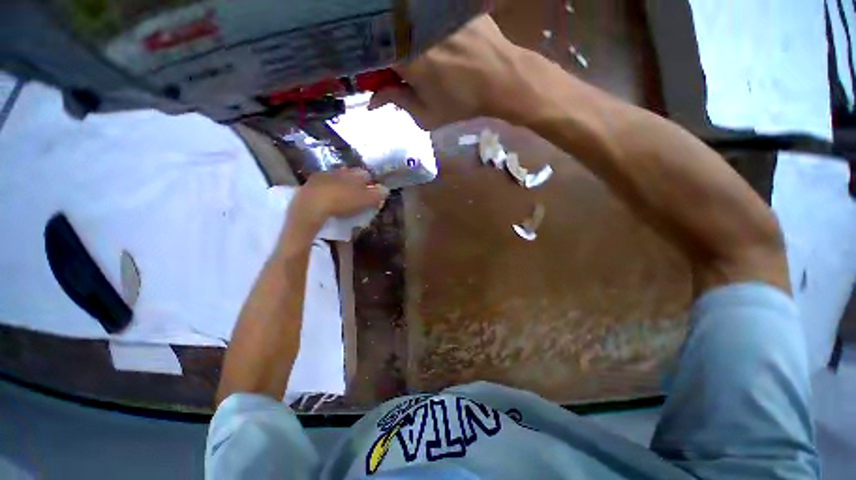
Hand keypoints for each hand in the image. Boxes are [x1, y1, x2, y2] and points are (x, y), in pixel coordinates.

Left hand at [286, 169, 387, 238]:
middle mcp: (342, 171)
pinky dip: (329, 186)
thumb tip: (386, 189)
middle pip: (352, 174)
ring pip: (338, 176)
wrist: (312, 204)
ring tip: (344, 194)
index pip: (367, 175)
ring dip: (343, 182)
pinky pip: (325, 181)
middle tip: (359, 193)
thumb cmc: (343, 202)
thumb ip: (377, 195)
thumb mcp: (365, 200)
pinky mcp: (312, 181)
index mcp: (355, 175)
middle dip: (357, 181)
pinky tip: (329, 195)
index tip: (372, 192)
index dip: (371, 183)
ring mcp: (326, 174)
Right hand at [368, 15, 552, 129]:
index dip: (368, 65)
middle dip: (384, 52)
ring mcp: (432, 12)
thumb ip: (397, 103)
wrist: (501, 79)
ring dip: (401, 38)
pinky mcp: (449, 4)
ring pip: (402, 22)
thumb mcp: (427, 115)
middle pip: (385, 34)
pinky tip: (434, 42)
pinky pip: (423, 14)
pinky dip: (419, 26)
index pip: (370, 54)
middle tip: (397, 68)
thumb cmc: (462, 102)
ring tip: (421, 58)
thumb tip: (373, 100)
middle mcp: (414, 28)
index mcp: (406, 58)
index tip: (374, 75)